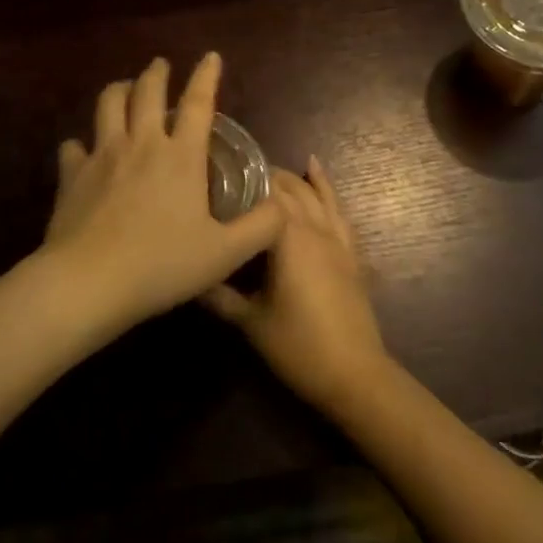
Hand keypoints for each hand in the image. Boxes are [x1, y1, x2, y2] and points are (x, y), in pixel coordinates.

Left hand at [43, 54, 286, 334]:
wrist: (89, 282)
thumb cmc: (161, 265)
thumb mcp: (225, 254)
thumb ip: (260, 228)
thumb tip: (282, 206)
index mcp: (180, 156)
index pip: (198, 103)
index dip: (206, 76)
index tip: (210, 56)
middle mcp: (141, 143)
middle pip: (147, 92)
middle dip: (156, 73)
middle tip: (160, 65)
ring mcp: (102, 155)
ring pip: (108, 105)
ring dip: (118, 90)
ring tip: (124, 88)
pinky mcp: (72, 174)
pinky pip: (73, 146)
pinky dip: (80, 143)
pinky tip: (82, 150)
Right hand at [203, 158, 390, 411]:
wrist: (354, 374)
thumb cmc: (298, 346)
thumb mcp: (250, 322)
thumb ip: (218, 296)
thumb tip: (188, 276)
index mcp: (288, 237)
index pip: (264, 193)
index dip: (242, 179)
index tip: (216, 173)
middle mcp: (314, 228)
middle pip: (289, 189)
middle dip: (263, 177)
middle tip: (232, 175)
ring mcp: (336, 238)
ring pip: (314, 195)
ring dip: (292, 179)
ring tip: (268, 168)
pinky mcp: (349, 252)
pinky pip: (338, 210)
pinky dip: (326, 187)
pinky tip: (315, 170)